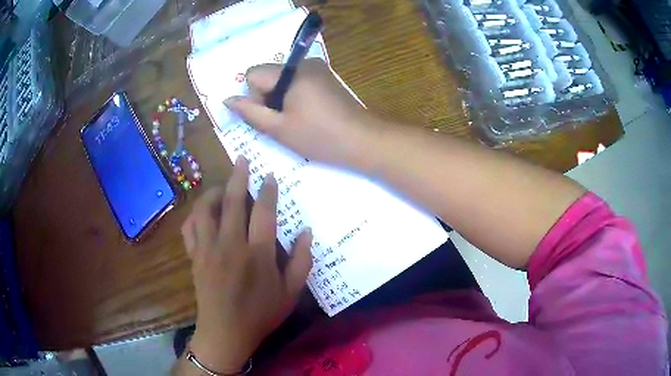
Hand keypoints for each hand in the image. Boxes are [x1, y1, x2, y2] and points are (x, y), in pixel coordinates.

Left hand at [180, 156, 313, 371]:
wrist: (225, 333)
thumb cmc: (261, 314)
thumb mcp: (291, 294)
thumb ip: (302, 261)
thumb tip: (306, 231)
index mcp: (257, 254)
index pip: (264, 212)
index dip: (267, 191)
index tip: (269, 176)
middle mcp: (230, 245)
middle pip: (233, 202)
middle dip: (239, 177)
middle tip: (242, 160)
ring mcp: (208, 249)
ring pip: (205, 210)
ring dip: (213, 192)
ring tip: (221, 186)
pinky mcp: (194, 257)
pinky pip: (189, 228)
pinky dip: (194, 215)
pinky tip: (202, 213)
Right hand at [225, 58, 378, 167]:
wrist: (363, 140)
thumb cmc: (319, 137)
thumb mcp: (278, 128)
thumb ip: (250, 112)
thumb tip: (228, 100)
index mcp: (291, 72)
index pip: (253, 74)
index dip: (254, 96)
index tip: (271, 114)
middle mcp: (304, 63)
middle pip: (268, 74)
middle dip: (268, 97)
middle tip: (285, 121)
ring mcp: (318, 68)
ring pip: (282, 79)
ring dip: (282, 98)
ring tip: (298, 119)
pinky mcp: (326, 76)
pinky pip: (298, 81)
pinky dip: (295, 96)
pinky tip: (308, 114)